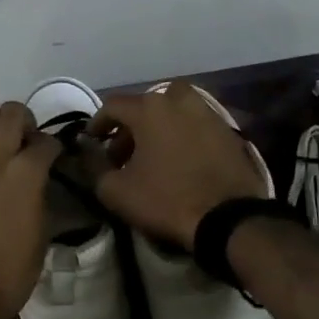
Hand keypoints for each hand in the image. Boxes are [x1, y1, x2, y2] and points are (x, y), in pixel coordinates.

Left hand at [0, 101, 60, 318]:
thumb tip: (39, 181)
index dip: (52, 148)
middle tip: (24, 141)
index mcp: (26, 174)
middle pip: (12, 112)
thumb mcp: (42, 234)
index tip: (51, 157)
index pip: (46, 141)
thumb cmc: (9, 274)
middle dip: (24, 121)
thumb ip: (41, 196)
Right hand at [87, 82, 268, 250]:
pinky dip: (182, 135)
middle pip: (145, 105)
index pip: (113, 106)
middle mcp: (178, 100)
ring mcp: (207, 112)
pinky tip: (180, 160)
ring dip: (158, 127)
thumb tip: (89, 154)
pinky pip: (195, 124)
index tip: (92, 142)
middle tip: (123, 153)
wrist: (229, 218)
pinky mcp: (227, 130)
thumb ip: (95, 168)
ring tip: (153, 156)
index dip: (98, 123)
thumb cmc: (167, 199)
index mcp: (150, 108)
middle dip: (130, 126)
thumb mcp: (117, 191)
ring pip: (173, 111)